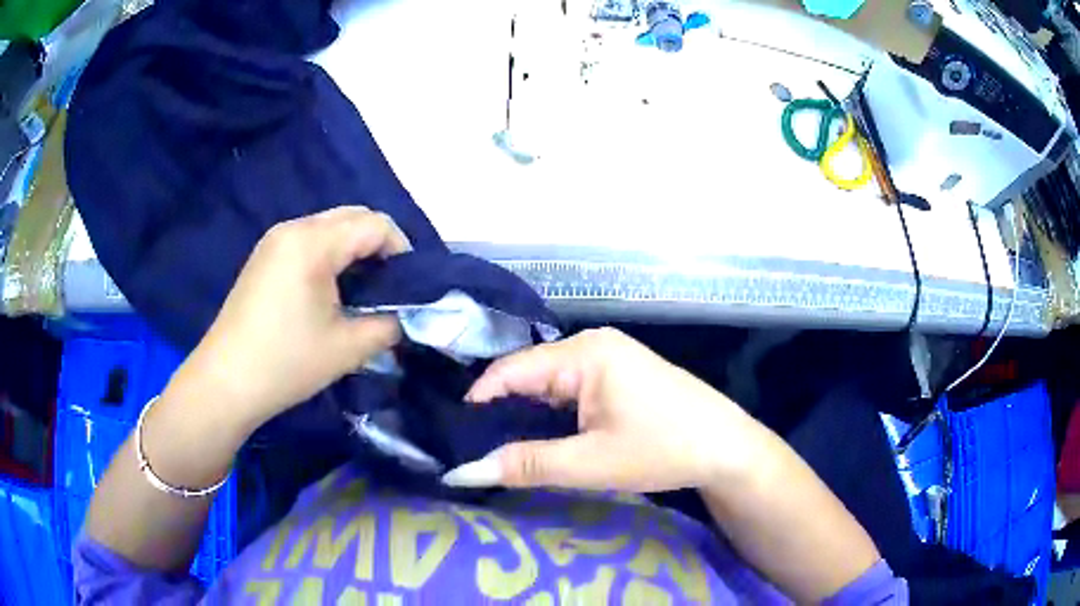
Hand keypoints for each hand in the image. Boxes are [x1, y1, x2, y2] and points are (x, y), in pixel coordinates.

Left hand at [167, 206, 409, 433]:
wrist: (226, 381)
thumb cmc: (287, 363)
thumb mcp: (348, 348)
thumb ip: (389, 324)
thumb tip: (407, 314)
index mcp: (313, 242)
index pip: (375, 224)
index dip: (402, 251)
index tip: (411, 287)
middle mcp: (294, 228)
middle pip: (353, 217)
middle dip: (380, 246)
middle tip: (391, 287)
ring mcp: (275, 240)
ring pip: (331, 227)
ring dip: (355, 250)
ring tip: (364, 290)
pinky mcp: (265, 256)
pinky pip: (310, 240)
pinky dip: (332, 255)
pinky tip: (332, 290)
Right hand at [443, 328, 764, 491]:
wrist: (727, 449)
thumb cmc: (663, 450)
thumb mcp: (590, 463)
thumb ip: (525, 465)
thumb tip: (463, 472)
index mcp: (584, 352)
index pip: (509, 370)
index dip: (478, 403)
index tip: (454, 438)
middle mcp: (592, 344)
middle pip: (527, 374)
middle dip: (500, 411)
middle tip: (472, 448)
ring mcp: (608, 357)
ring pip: (548, 383)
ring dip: (526, 414)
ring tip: (497, 447)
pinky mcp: (618, 374)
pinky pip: (570, 388)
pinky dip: (551, 413)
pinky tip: (539, 438)